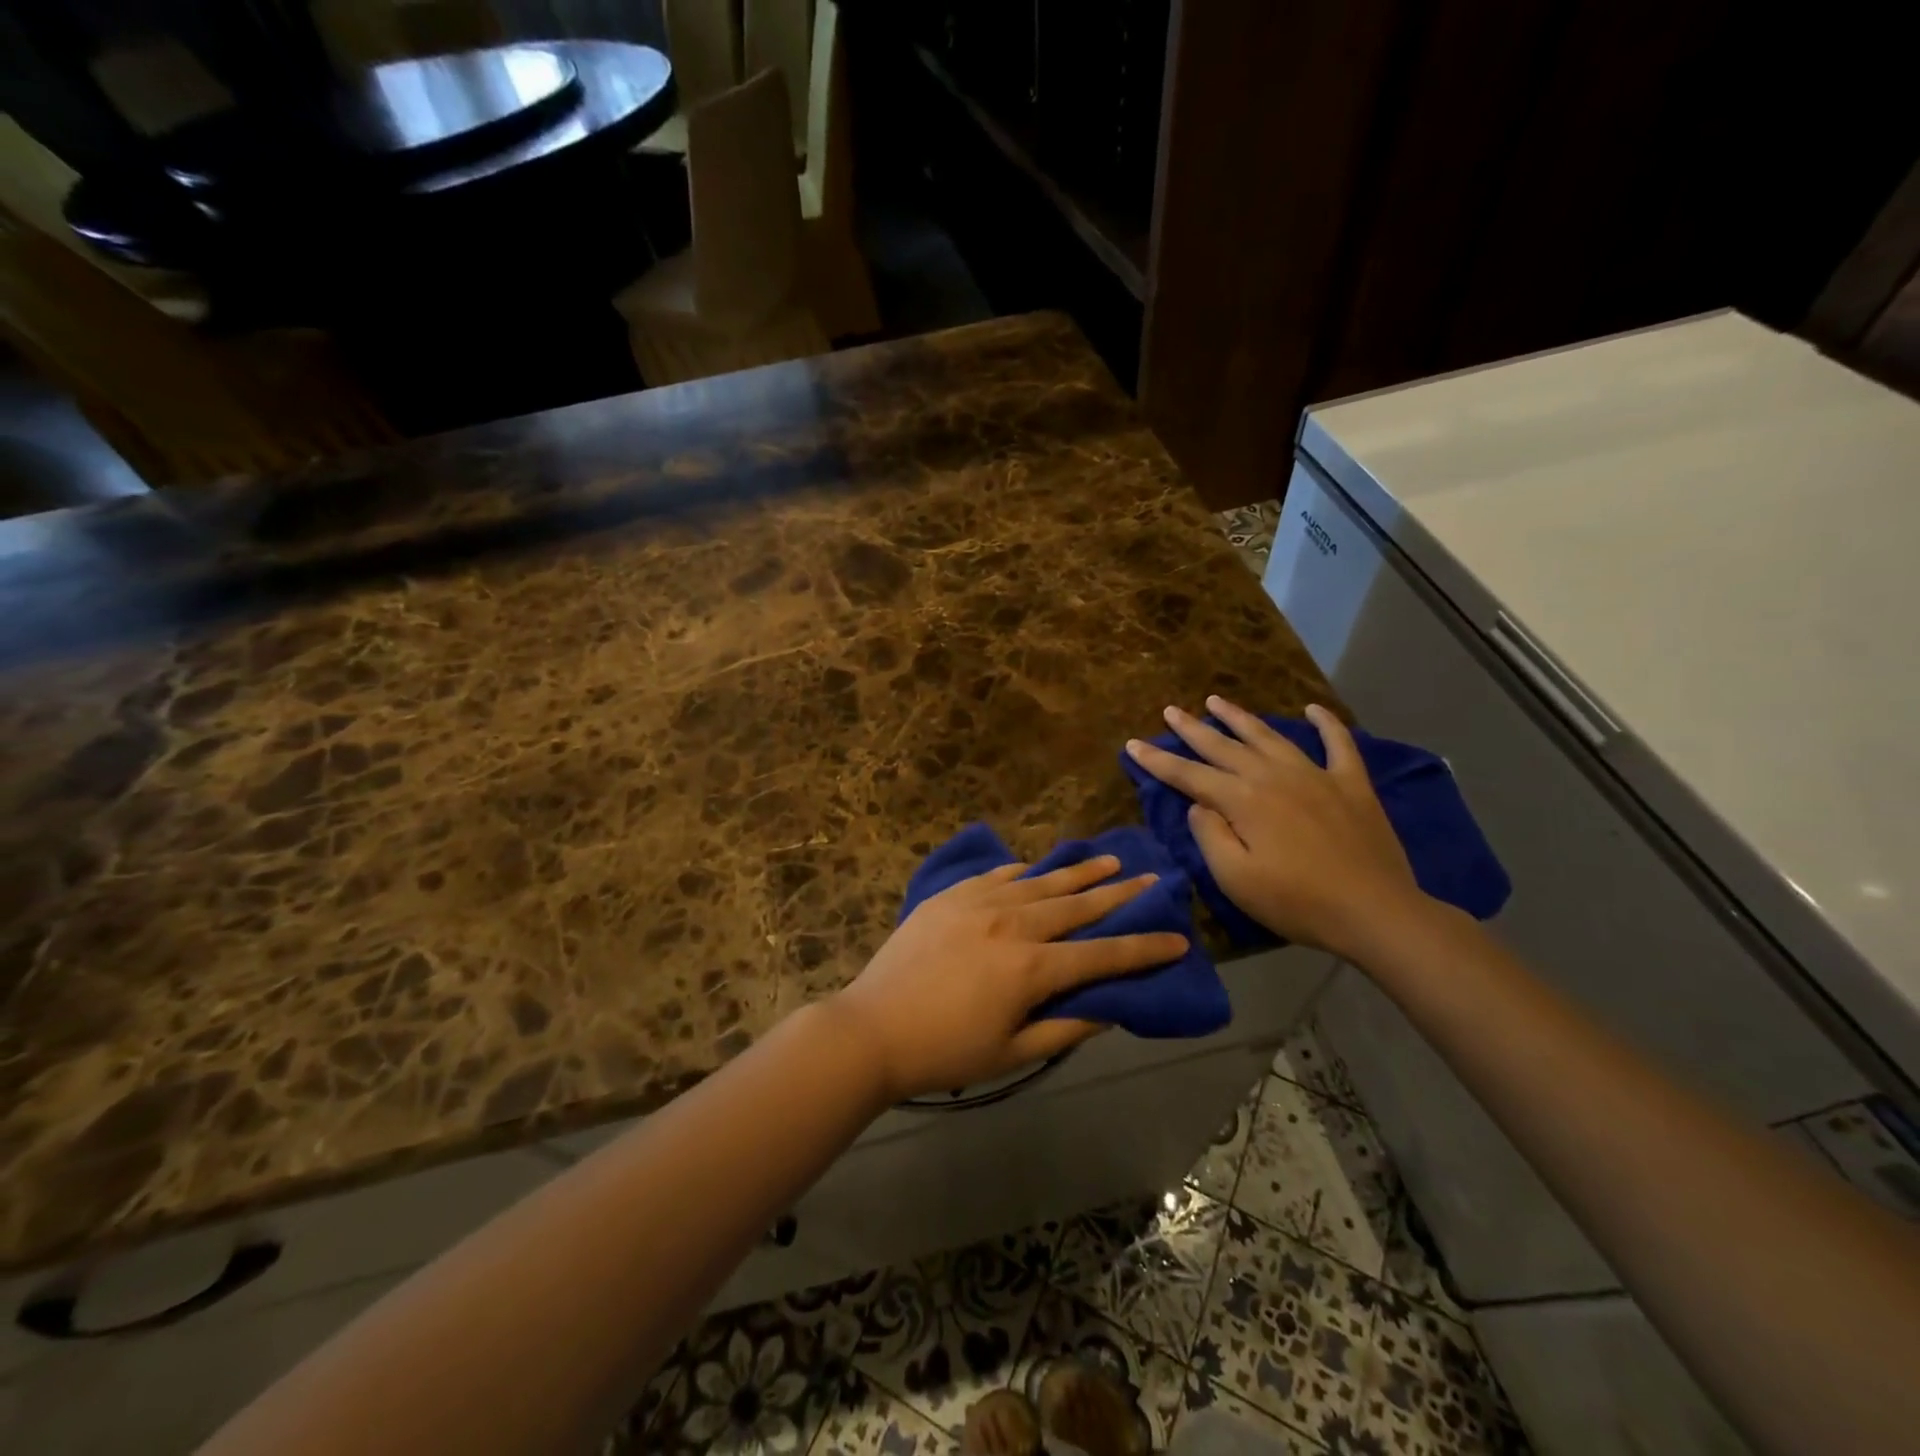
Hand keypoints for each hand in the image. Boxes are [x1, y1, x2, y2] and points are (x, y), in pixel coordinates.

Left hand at [831, 857, 1188, 1101]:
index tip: (1179, 937)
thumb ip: (1065, 1028)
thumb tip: (1109, 1008)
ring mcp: (979, 903)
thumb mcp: (1013, 1053)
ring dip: (1078, 872)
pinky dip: (1023, 873)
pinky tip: (1035, 868)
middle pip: (1077, 906)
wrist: (872, 1028)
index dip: (1144, 947)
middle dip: (1119, 894)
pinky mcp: (951, 896)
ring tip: (1108, 859)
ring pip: (1041, 882)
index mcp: (1032, 967)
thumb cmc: (945, 1051)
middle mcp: (1013, 924)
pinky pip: (997, 876)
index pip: (1103, 954)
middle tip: (1151, 878)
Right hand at [1125, 697, 1426, 958]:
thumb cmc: (1297, 901)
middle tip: (1172, 710)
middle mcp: (1273, 776)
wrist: (1375, 911)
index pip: (1189, 775)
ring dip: (1240, 718)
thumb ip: (1210, 836)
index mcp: (1242, 800)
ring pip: (1269, 736)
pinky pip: (1338, 743)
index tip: (1133, 744)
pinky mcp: (1351, 784)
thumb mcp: (1235, 879)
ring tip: (1217, 700)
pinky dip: (1326, 723)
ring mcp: (1315, 775)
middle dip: (1193, 729)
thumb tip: (1199, 804)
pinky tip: (1313, 709)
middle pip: (1224, 746)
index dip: (1158, 760)